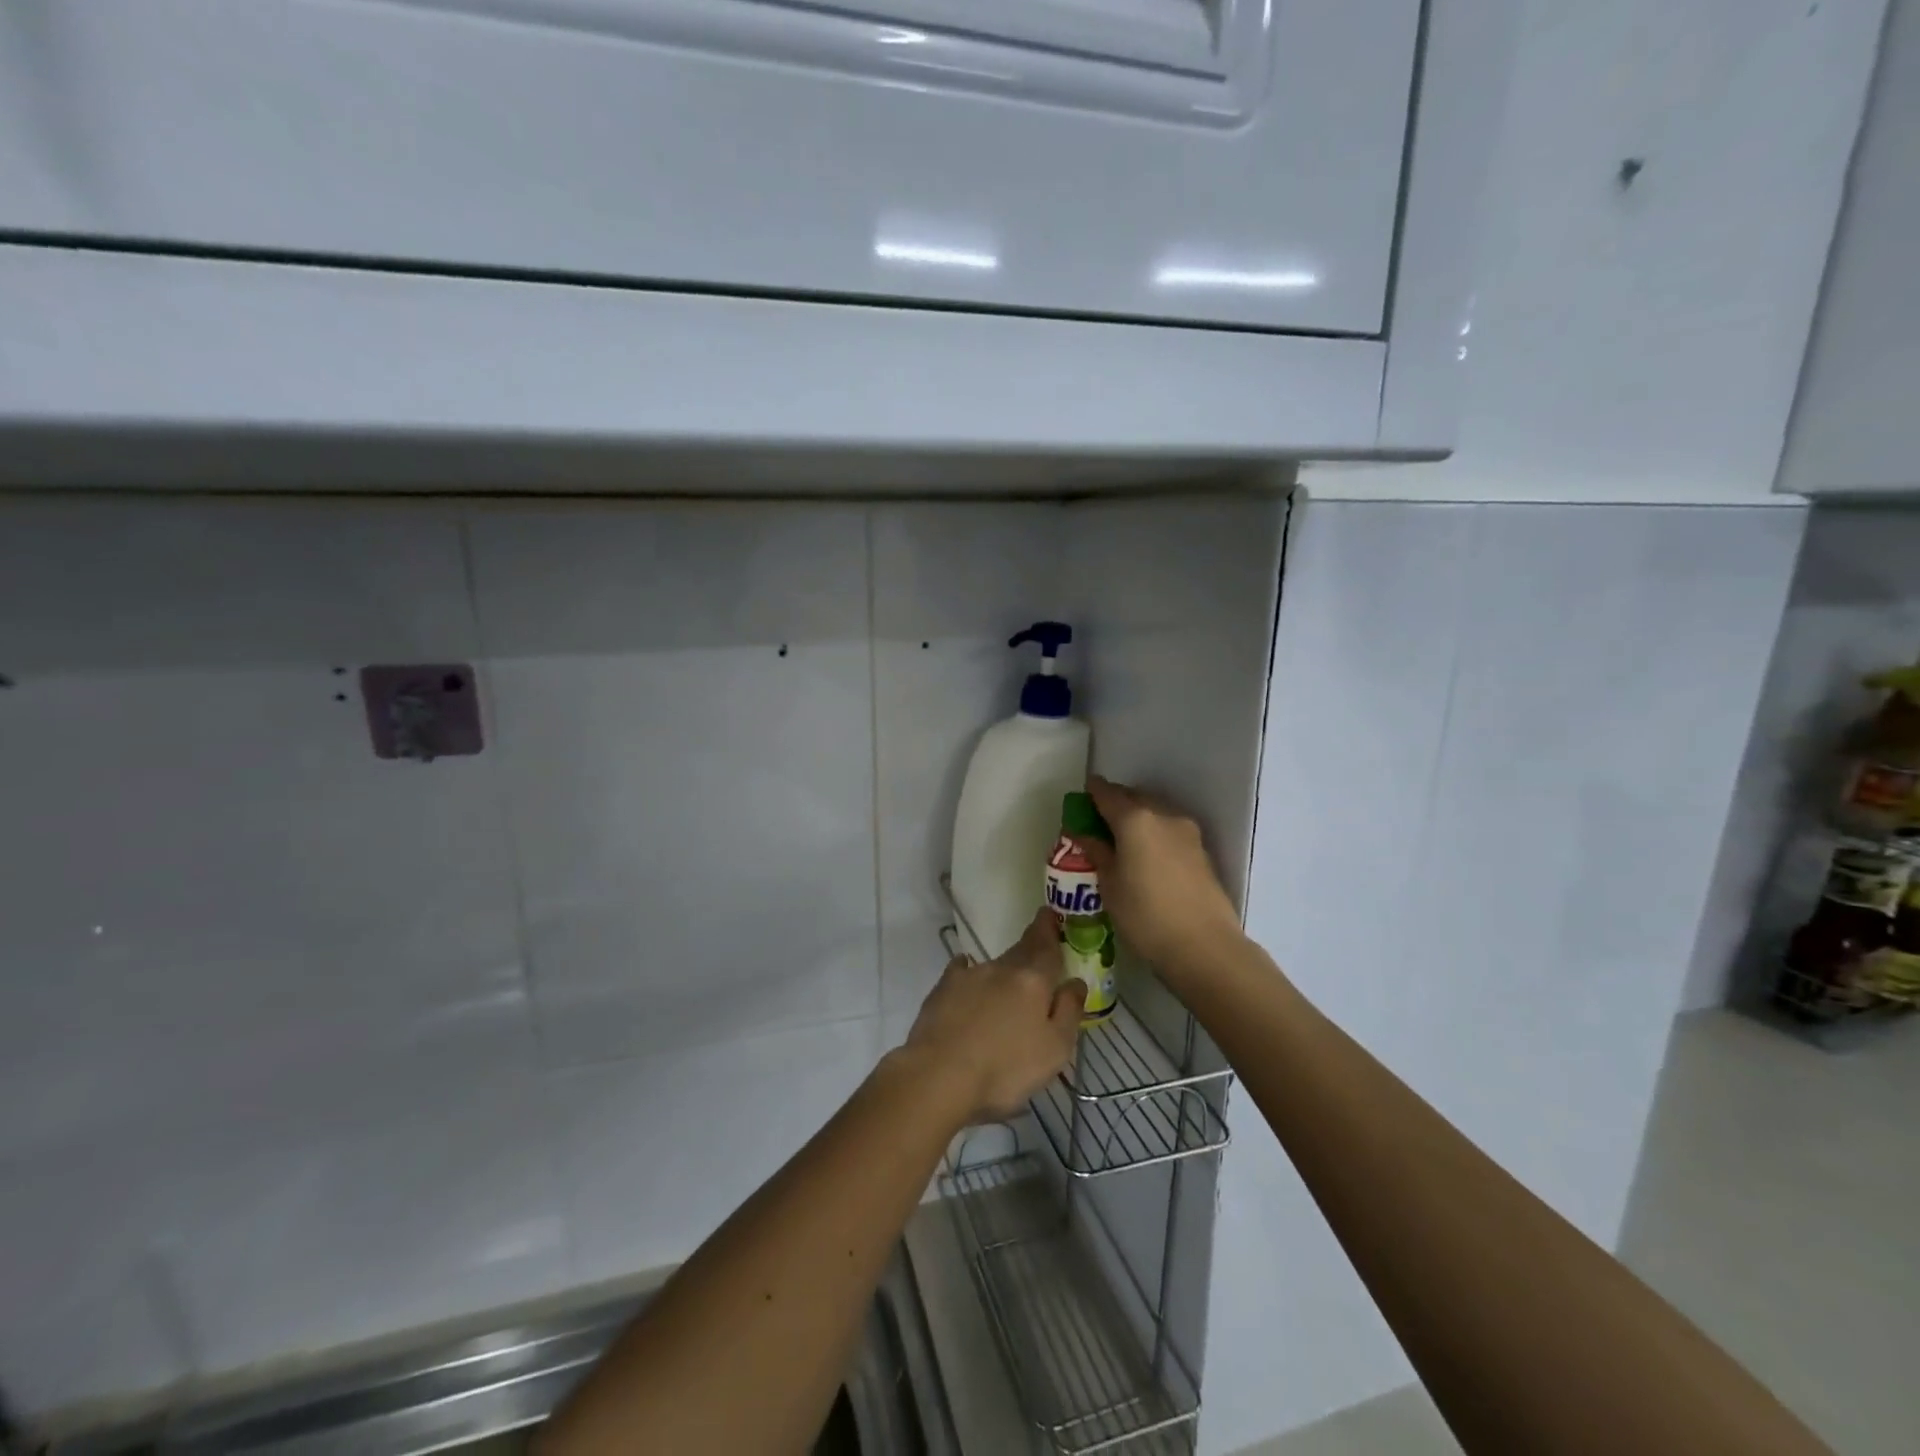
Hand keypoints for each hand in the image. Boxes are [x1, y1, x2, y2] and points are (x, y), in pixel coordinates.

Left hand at [901, 909, 1084, 1123]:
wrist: (940, 1074)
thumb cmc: (1005, 1068)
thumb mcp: (1055, 1049)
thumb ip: (1069, 1011)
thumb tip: (1075, 981)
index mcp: (1032, 980)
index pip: (1046, 946)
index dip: (1050, 929)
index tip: (1050, 913)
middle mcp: (1001, 969)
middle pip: (1021, 952)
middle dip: (1031, 946)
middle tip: (1038, 947)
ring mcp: (969, 976)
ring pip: (994, 966)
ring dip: (1003, 972)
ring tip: (1007, 988)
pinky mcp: (943, 989)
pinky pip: (962, 973)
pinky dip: (969, 974)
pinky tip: (967, 978)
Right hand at [1083, 775, 1243, 978]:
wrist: (1204, 946)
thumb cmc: (1145, 915)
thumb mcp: (1110, 886)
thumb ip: (1097, 852)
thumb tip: (1084, 835)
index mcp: (1135, 819)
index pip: (1107, 794)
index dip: (1093, 791)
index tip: (1083, 794)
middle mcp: (1163, 815)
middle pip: (1134, 797)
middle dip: (1116, 803)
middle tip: (1099, 820)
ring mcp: (1187, 831)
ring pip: (1155, 811)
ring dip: (1137, 817)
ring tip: (1122, 839)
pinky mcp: (1201, 849)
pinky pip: (1169, 829)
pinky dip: (1154, 832)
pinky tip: (1146, 854)